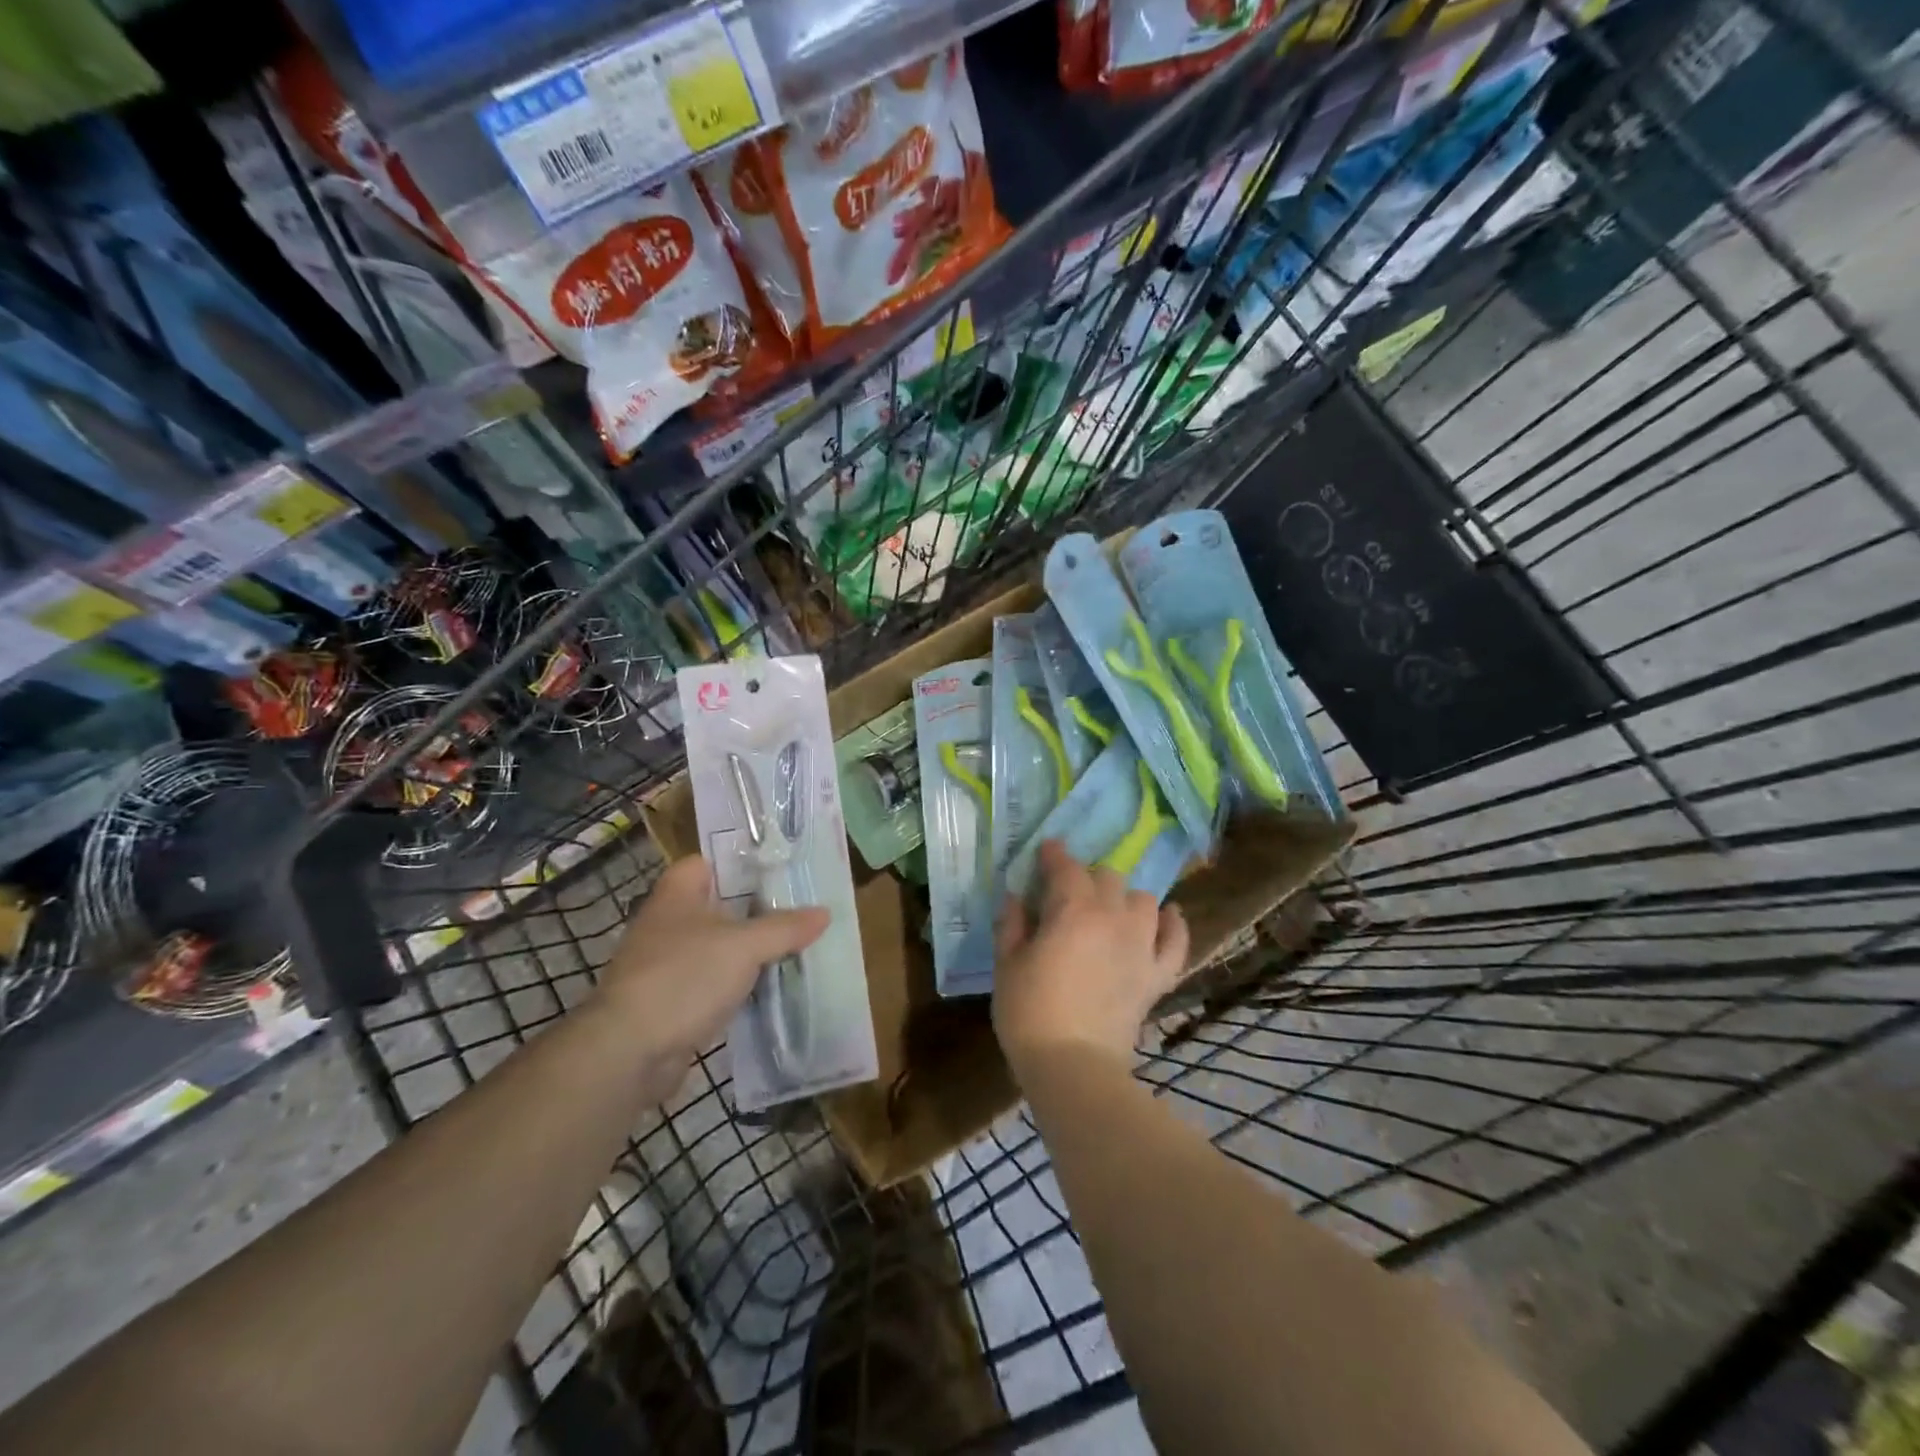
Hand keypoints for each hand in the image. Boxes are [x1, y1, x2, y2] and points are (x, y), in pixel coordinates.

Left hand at [597, 856, 827, 1068]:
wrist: (629, 1052)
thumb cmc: (684, 978)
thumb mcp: (745, 946)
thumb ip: (785, 928)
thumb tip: (825, 913)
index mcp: (677, 895)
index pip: (707, 862)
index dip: (740, 862)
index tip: (778, 868)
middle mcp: (667, 923)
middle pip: (717, 905)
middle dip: (755, 908)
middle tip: (799, 908)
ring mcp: (665, 964)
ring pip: (717, 946)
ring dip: (747, 950)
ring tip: (793, 945)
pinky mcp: (669, 1002)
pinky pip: (711, 982)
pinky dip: (735, 984)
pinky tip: (767, 988)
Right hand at [993, 840, 1188, 1076]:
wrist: (1072, 1066)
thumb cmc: (1029, 1013)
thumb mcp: (1007, 964)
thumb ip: (1012, 924)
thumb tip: (1015, 897)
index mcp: (1072, 909)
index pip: (1065, 867)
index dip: (1054, 854)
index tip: (1046, 851)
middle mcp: (1113, 917)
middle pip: (1107, 877)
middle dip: (1087, 877)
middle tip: (1069, 892)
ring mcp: (1141, 945)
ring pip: (1143, 900)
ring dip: (1125, 898)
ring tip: (1111, 908)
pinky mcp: (1157, 974)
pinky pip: (1177, 940)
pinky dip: (1173, 924)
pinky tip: (1167, 916)